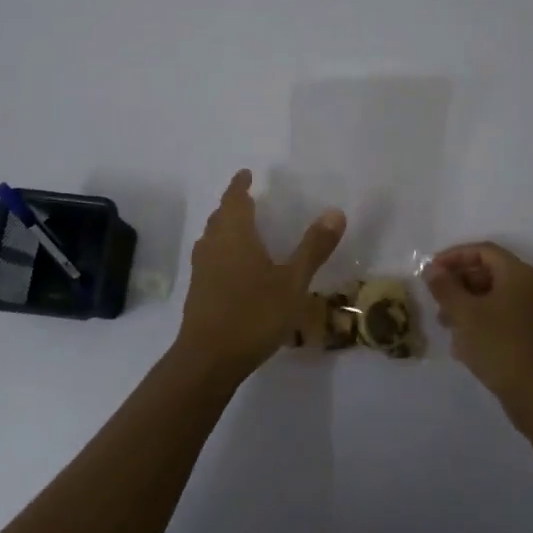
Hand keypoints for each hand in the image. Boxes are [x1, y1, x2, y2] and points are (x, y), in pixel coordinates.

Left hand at [176, 170, 345, 382]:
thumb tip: (335, 211)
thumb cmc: (253, 314)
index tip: (246, 174)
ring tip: (242, 230)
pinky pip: (209, 258)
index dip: (240, 185)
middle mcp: (213, 245)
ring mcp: (201, 270)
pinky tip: (234, 268)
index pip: (234, 199)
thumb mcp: (293, 282)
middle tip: (247, 200)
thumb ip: (313, 247)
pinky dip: (221, 251)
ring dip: (224, 228)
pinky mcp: (197, 291)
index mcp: (234, 235)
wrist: (208, 359)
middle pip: (220, 217)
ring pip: (211, 238)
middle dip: (232, 205)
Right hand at [426, 242, 532, 405]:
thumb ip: (445, 287)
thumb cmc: (499, 345)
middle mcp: (529, 288)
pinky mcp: (531, 337)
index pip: (483, 251)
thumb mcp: (464, 313)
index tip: (432, 270)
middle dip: (458, 283)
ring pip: (493, 298)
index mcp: (517, 274)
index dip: (454, 256)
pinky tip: (462, 346)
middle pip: (488, 273)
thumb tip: (433, 269)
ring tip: (445, 324)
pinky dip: (480, 324)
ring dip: (466, 306)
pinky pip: (501, 319)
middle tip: (436, 299)